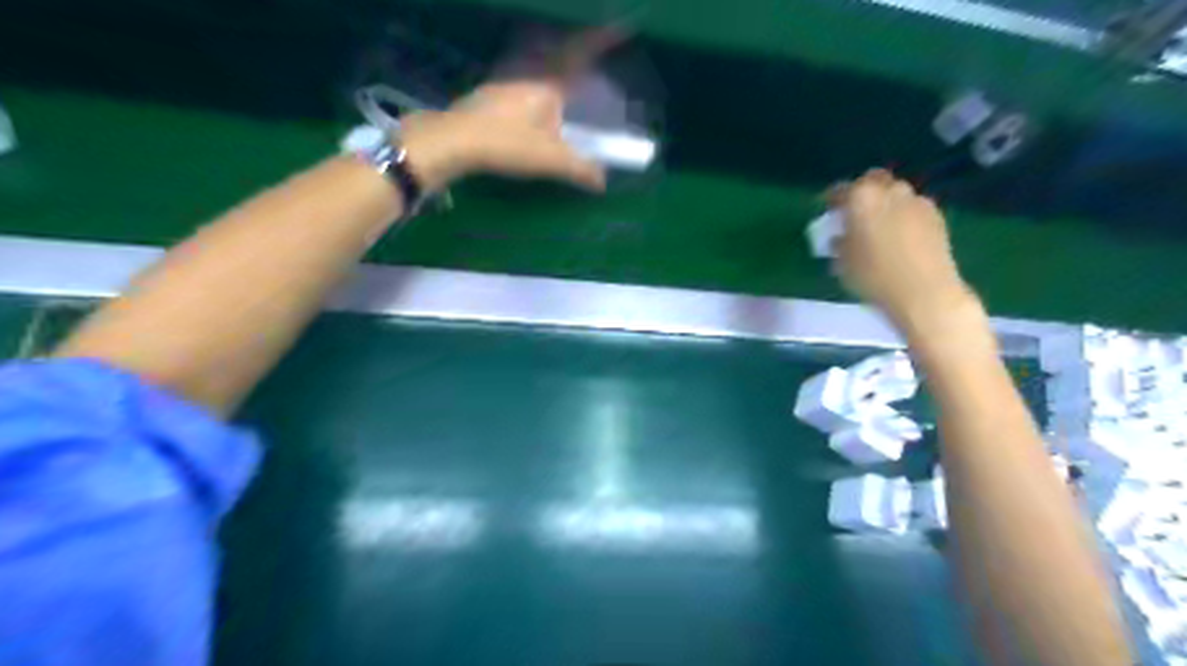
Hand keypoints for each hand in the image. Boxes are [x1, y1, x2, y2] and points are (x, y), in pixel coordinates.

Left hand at [401, 28, 623, 193]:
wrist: (453, 140)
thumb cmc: (506, 144)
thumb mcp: (549, 160)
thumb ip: (580, 169)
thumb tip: (603, 181)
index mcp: (548, 85)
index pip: (579, 55)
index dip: (600, 40)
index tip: (621, 26)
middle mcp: (527, 76)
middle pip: (558, 61)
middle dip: (576, 62)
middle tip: (590, 70)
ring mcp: (504, 84)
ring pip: (537, 75)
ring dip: (552, 80)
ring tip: (563, 98)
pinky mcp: (488, 97)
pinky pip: (521, 88)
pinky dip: (534, 95)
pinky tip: (530, 114)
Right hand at [828, 169, 979, 324]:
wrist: (925, 292)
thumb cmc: (874, 276)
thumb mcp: (842, 264)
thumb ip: (839, 244)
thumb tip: (841, 237)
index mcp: (861, 198)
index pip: (840, 190)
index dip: (832, 199)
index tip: (828, 211)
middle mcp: (890, 191)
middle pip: (874, 180)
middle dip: (863, 191)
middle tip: (856, 212)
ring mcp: (917, 201)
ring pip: (897, 192)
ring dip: (886, 202)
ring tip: (880, 225)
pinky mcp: (937, 215)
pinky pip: (913, 207)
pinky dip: (904, 215)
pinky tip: (901, 236)